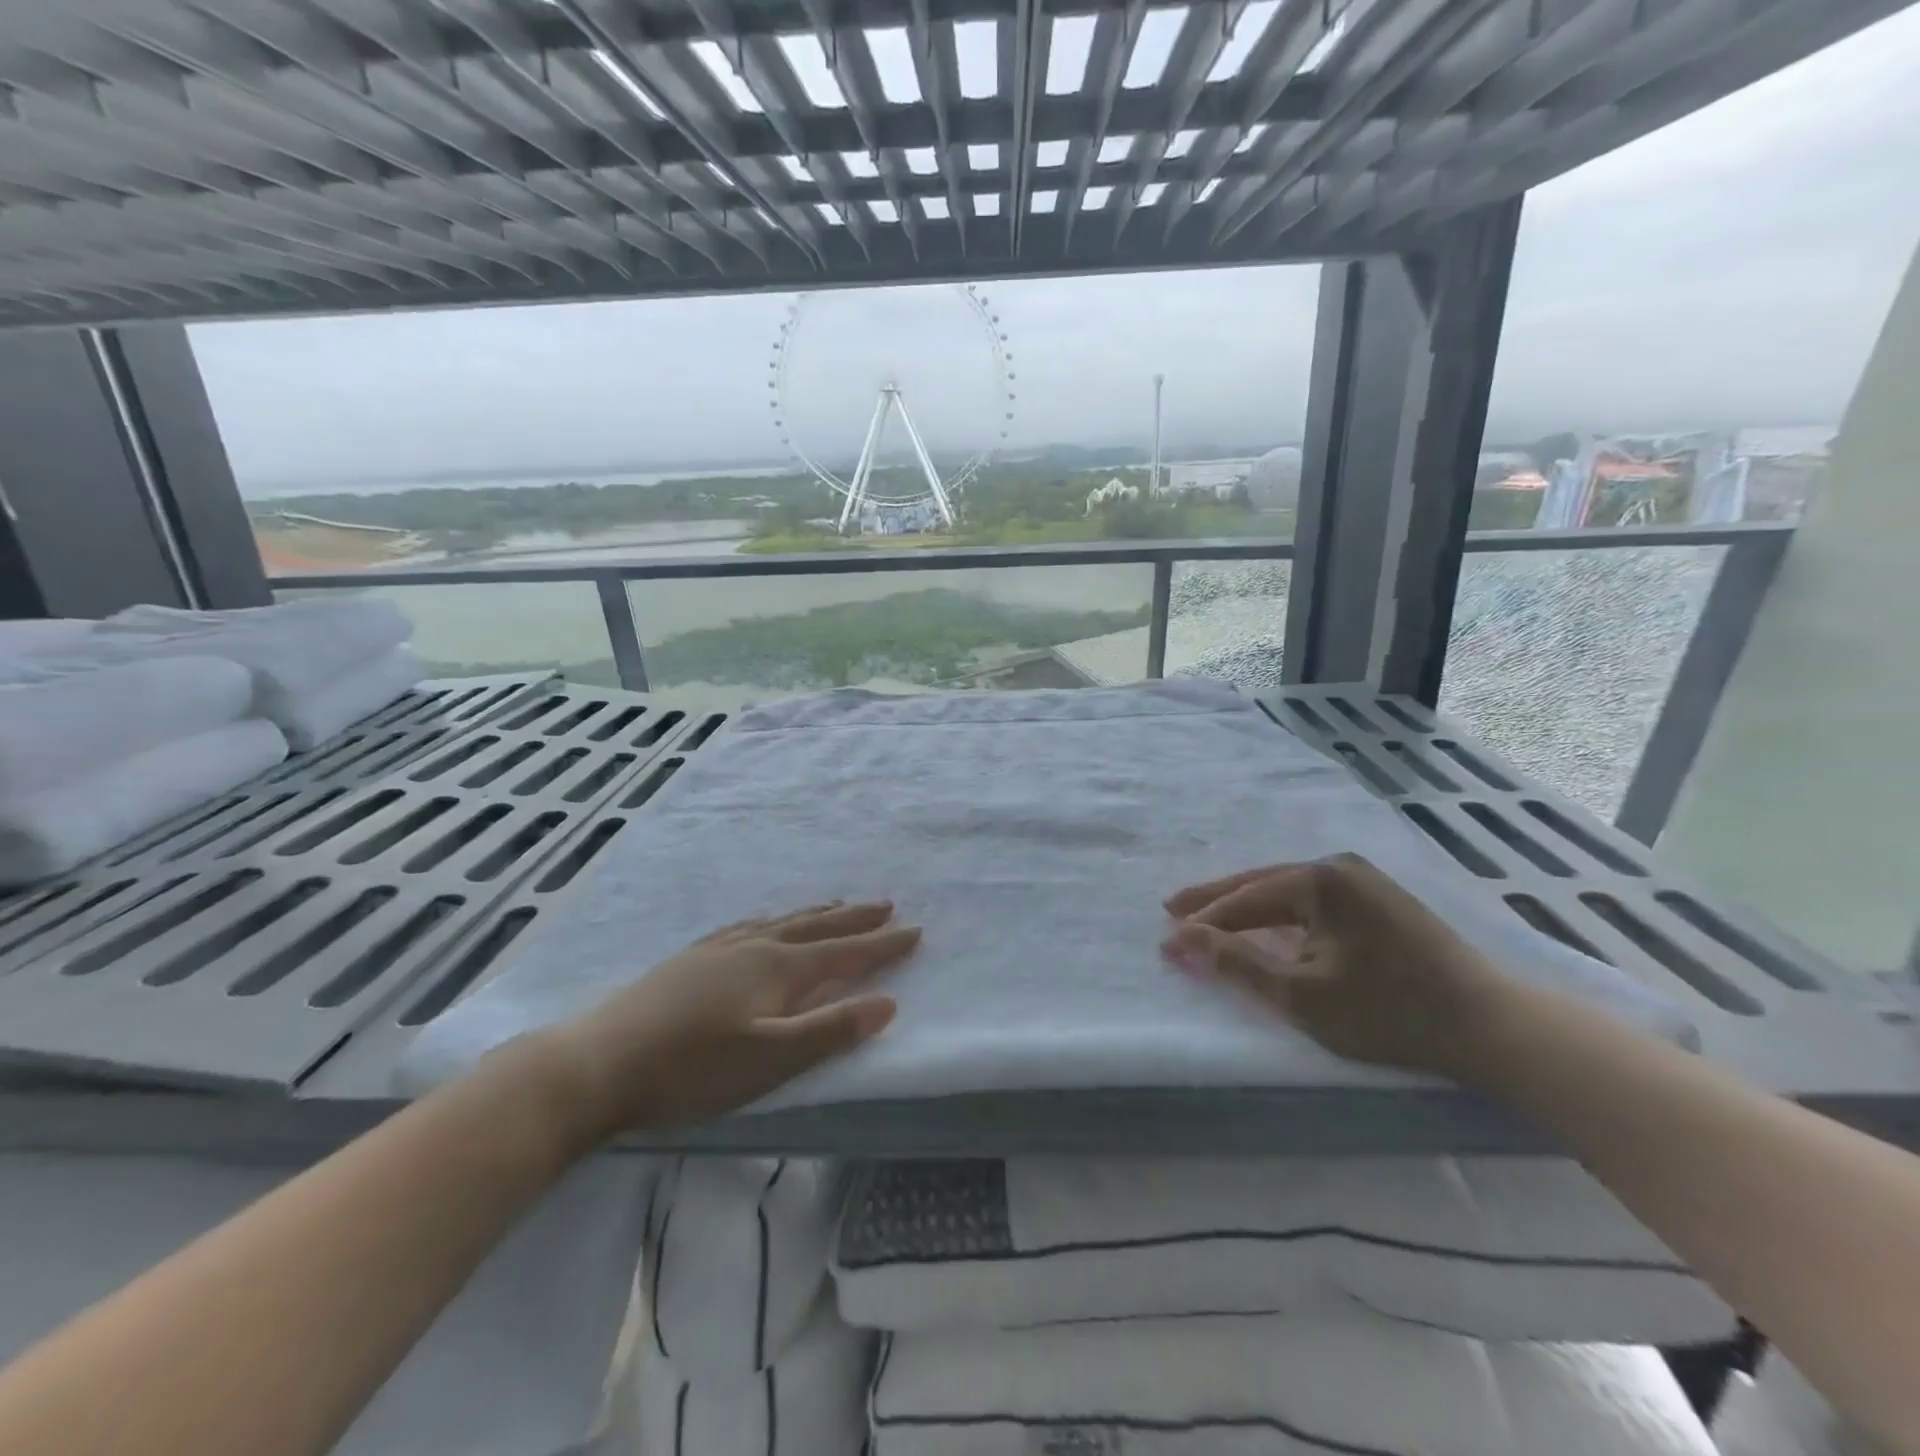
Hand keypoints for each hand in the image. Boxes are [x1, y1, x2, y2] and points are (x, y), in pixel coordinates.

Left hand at [534, 901, 919, 1141]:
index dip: (882, 945)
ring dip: (817, 914)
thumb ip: (830, 1032)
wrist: (599, 1061)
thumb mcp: (770, 1060)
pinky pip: (750, 926)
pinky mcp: (693, 958)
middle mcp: (755, 947)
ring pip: (782, 921)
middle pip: (816, 927)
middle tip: (886, 905)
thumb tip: (887, 1003)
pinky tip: (764, 924)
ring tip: (837, 906)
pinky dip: (774, 920)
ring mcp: (720, 949)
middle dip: (855, 919)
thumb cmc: (692, 1069)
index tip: (915, 930)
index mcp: (779, 969)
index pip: (844, 953)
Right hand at [1162, 854, 1512, 1081]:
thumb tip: (1179, 940)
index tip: (1165, 938)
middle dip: (1216, 900)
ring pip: (1287, 890)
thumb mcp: (1301, 995)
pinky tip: (1267, 921)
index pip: (1244, 900)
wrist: (1492, 1025)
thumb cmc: (1389, 1010)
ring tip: (1210, 914)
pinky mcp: (1382, 901)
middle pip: (1261, 883)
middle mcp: (1338, 867)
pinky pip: (1312, 900)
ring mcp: (1364, 881)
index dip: (1202, 922)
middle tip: (1172, 908)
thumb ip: (1235, 964)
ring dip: (1247, 905)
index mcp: (1318, 880)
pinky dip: (1280, 912)